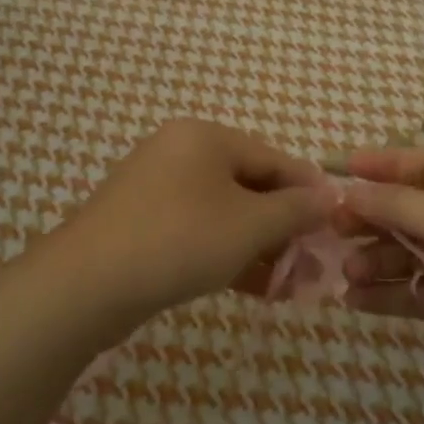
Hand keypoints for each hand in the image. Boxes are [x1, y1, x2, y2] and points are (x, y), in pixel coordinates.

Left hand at [44, 120, 335, 325]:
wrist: (86, 284)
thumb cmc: (180, 240)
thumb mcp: (249, 225)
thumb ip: (295, 210)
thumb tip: (330, 196)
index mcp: (204, 137)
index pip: (273, 158)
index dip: (308, 190)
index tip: (336, 221)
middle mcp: (179, 152)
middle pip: (248, 185)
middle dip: (282, 226)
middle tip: (309, 260)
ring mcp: (155, 188)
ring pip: (223, 213)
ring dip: (257, 245)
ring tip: (285, 282)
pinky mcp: (140, 223)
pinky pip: (196, 230)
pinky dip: (225, 253)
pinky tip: (250, 286)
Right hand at [337, 148, 423, 406]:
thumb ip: (396, 204)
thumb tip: (350, 192)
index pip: (421, 165)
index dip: (381, 164)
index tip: (337, 171)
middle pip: (407, 210)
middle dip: (370, 217)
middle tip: (332, 228)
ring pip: (406, 254)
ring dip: (374, 259)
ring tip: (348, 273)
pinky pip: (412, 293)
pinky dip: (384, 294)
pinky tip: (353, 300)